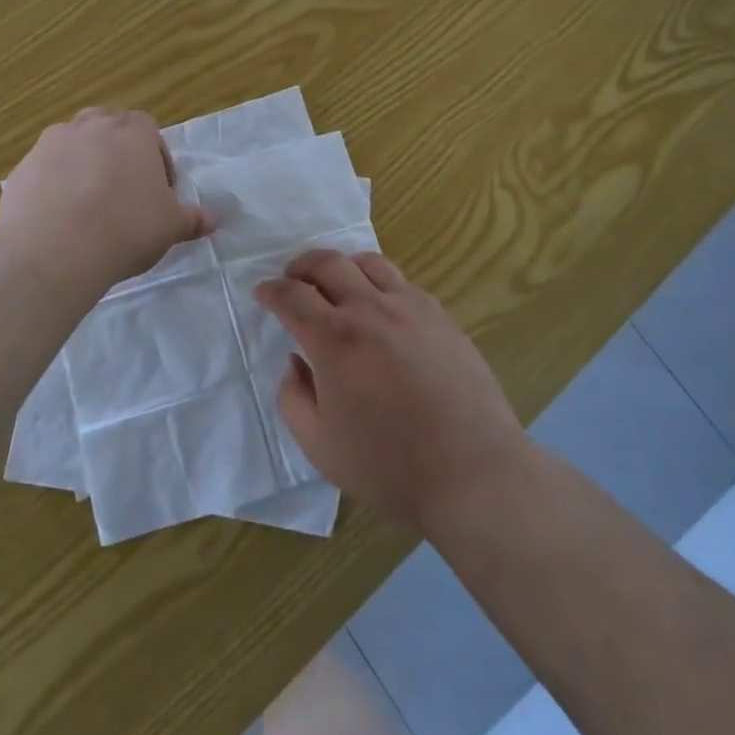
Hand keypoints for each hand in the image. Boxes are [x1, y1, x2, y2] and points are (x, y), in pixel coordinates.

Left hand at [0, 107, 213, 288]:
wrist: (55, 250)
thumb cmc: (126, 228)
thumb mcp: (169, 227)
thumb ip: (191, 218)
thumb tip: (213, 220)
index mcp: (132, 132)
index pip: (148, 129)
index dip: (155, 158)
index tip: (157, 190)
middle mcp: (91, 126)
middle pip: (108, 128)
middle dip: (117, 152)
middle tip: (123, 191)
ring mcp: (51, 143)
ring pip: (73, 144)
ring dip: (83, 164)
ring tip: (88, 204)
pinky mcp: (22, 168)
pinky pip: (45, 170)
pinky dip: (53, 185)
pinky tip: (59, 218)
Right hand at [255, 250, 528, 531]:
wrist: (472, 472)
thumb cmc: (389, 466)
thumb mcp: (320, 447)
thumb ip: (293, 398)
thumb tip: (296, 363)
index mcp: (334, 339)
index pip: (292, 296)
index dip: (271, 291)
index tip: (263, 293)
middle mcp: (370, 309)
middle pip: (328, 263)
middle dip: (301, 266)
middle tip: (292, 279)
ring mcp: (410, 307)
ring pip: (368, 262)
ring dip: (342, 265)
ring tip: (336, 284)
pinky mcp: (440, 316)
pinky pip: (402, 282)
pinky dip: (379, 282)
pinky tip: (381, 307)